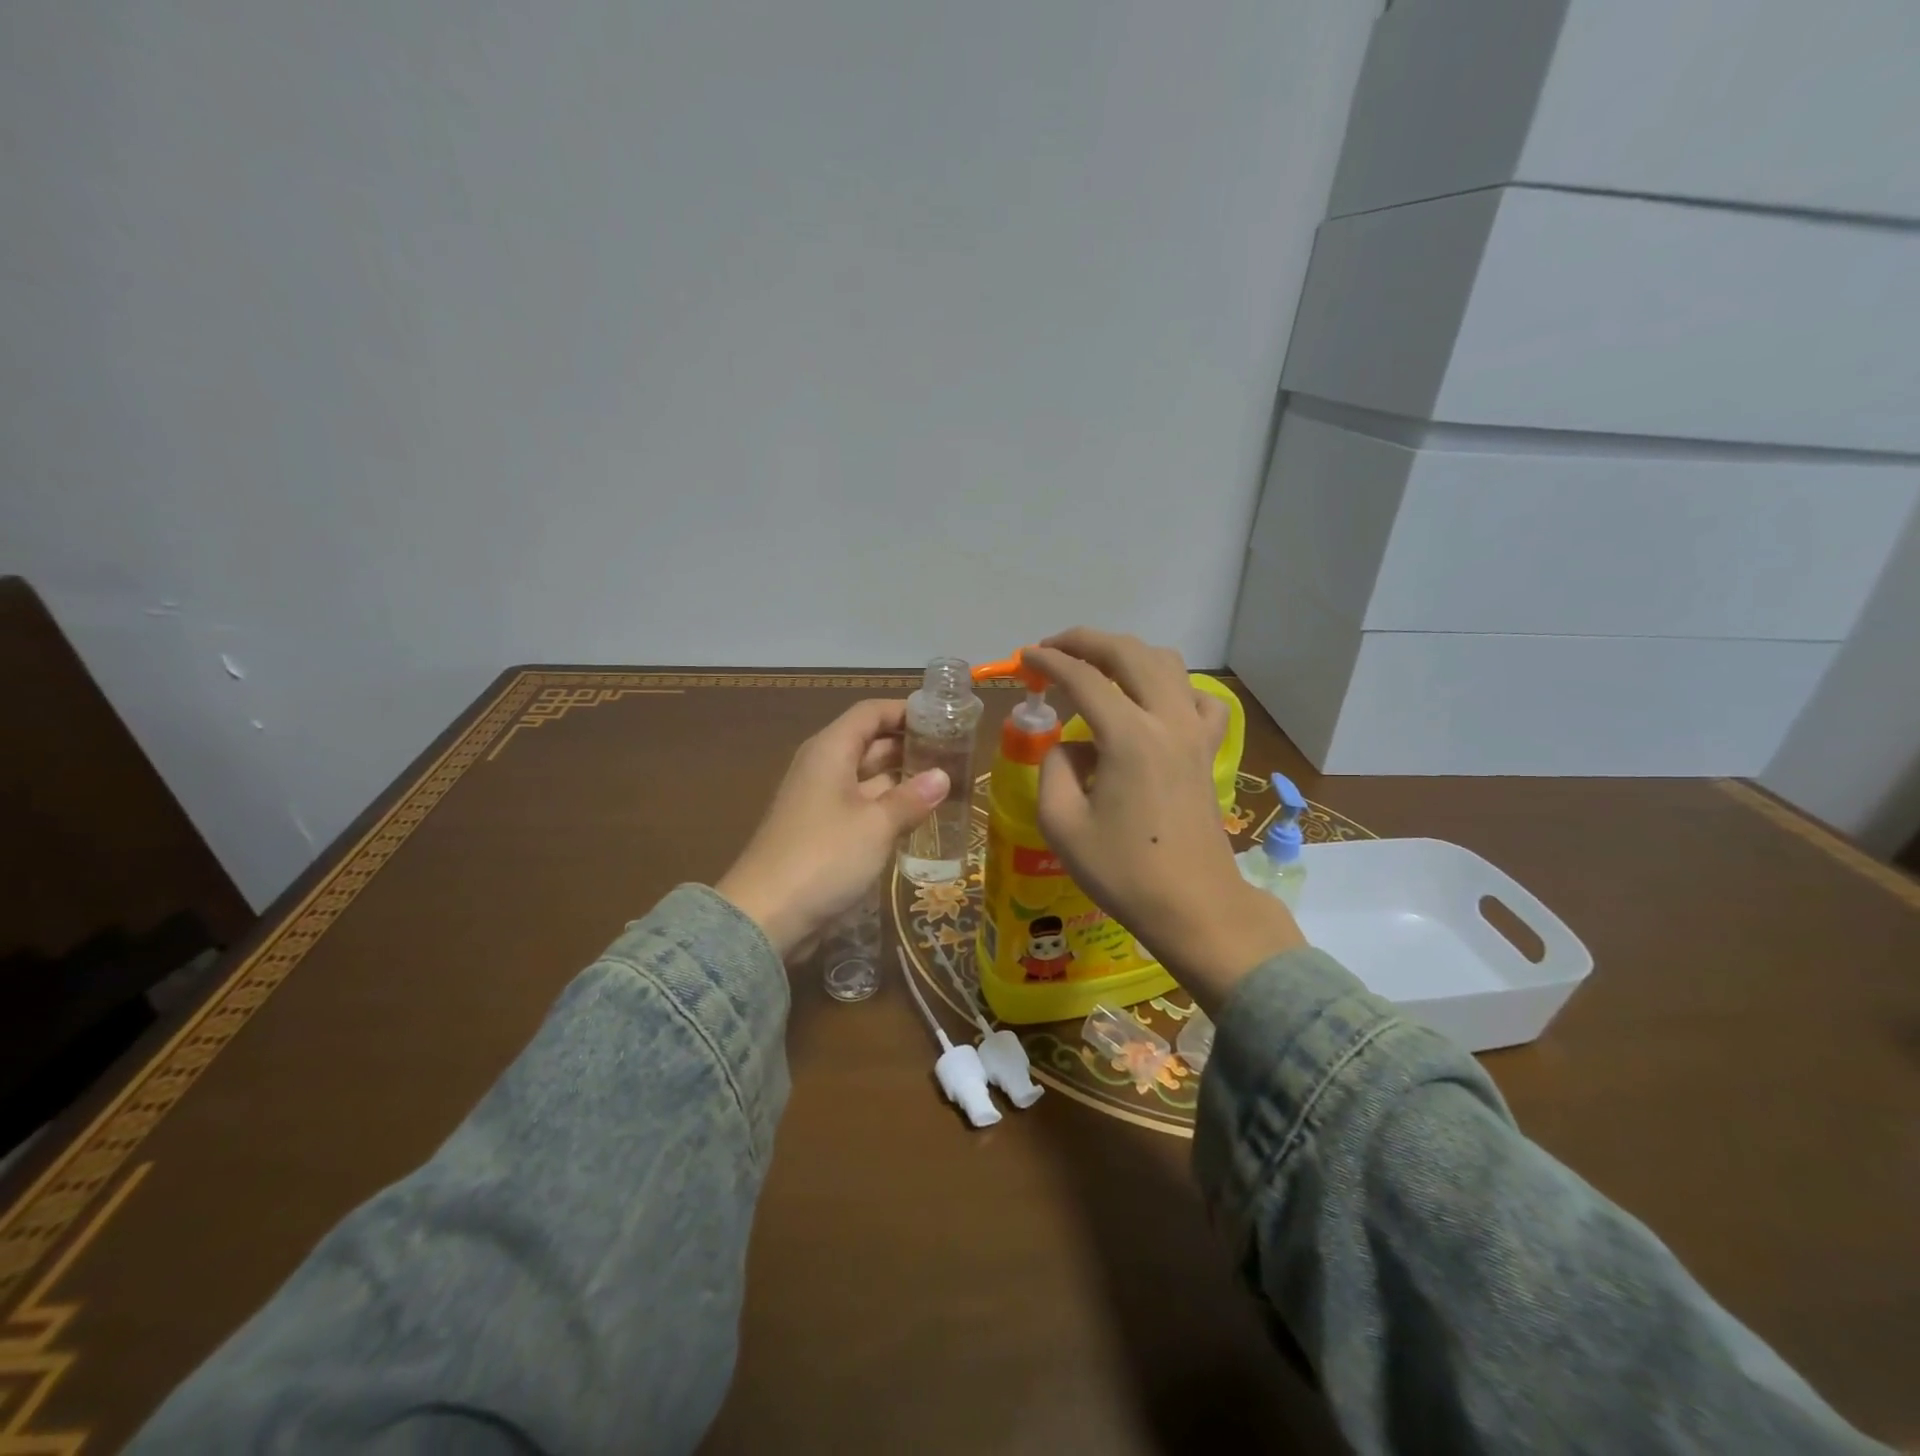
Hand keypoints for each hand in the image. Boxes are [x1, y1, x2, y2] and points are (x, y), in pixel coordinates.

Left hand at [716, 699, 948, 957]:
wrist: (766, 915)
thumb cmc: (824, 857)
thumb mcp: (876, 825)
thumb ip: (911, 798)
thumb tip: (943, 776)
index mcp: (829, 751)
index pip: (870, 713)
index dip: (904, 710)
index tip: (943, 718)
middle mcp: (823, 768)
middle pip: (870, 743)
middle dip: (910, 746)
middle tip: (955, 754)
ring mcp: (822, 801)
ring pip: (868, 778)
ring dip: (902, 780)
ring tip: (947, 784)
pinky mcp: (823, 832)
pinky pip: (862, 808)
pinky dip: (888, 808)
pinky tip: (919, 818)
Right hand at [1024, 629, 1304, 1010]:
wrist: (1194, 906)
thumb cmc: (1124, 872)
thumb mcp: (1062, 824)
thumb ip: (1054, 769)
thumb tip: (1068, 745)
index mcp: (1128, 737)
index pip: (1083, 678)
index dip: (1049, 661)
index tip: (1024, 657)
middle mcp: (1167, 721)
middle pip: (1128, 654)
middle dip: (1086, 641)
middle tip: (1054, 648)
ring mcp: (1195, 733)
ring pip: (1166, 664)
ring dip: (1127, 655)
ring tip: (1096, 669)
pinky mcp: (1208, 750)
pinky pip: (1198, 698)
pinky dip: (1171, 686)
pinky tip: (1153, 703)